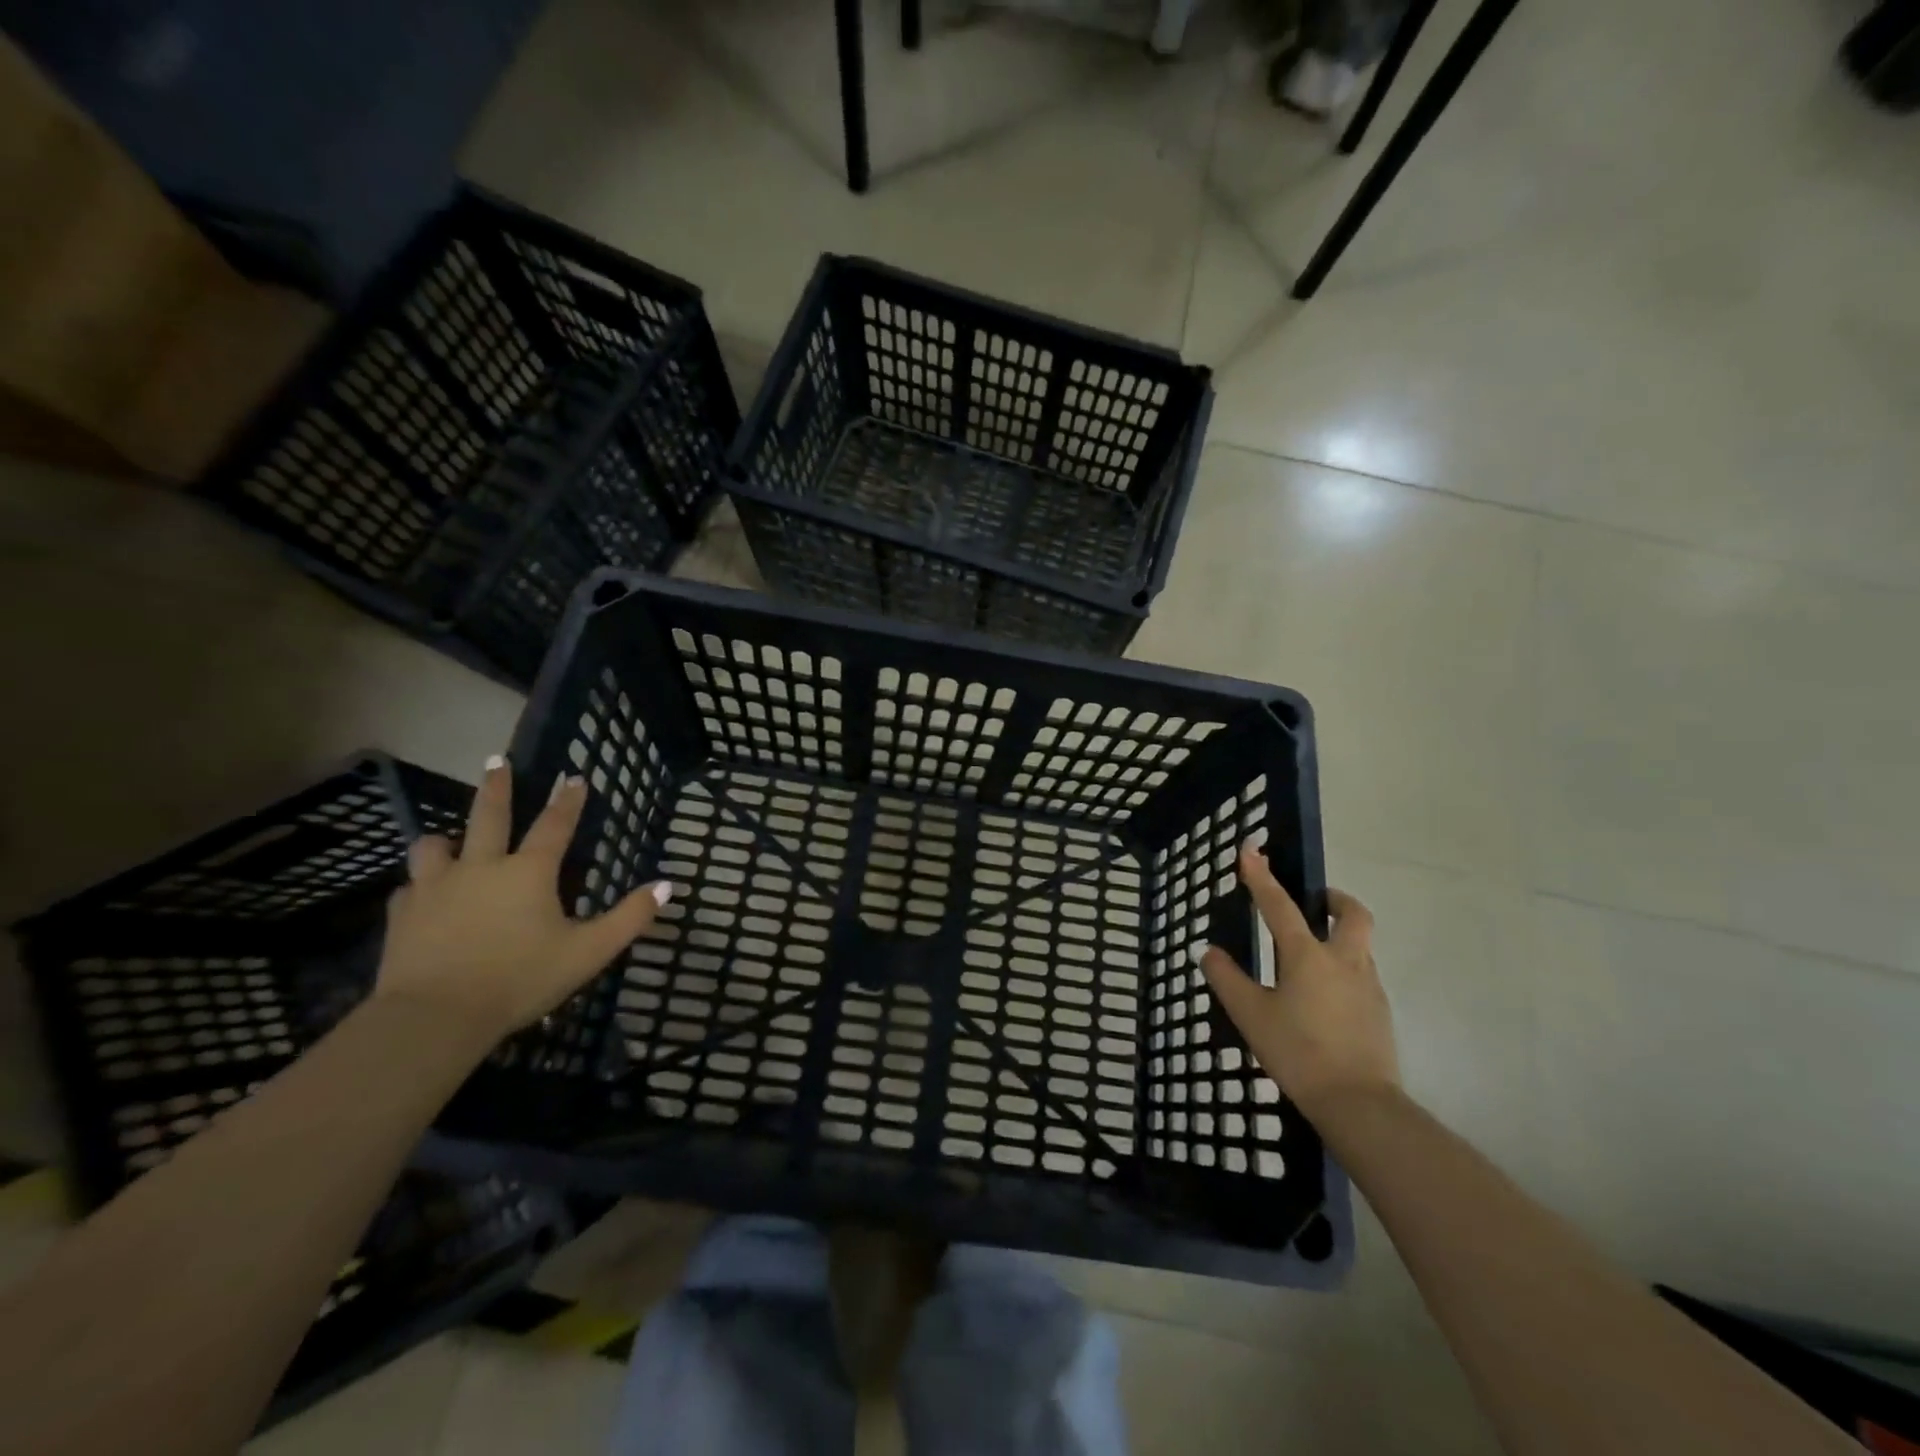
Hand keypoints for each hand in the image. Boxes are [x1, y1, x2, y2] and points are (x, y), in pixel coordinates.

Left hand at [373, 755, 670, 1050]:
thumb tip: (666, 885)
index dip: (568, 801)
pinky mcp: (403, 915)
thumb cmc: (520, 979)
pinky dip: (420, 886)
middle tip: (497, 761)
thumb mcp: (588, 953)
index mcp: (529, 872)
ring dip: (446, 839)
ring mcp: (435, 888)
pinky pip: (409, 889)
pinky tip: (421, 896)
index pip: (554, 825)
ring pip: (435, 846)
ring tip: (448, 838)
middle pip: (489, 816)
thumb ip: (629, 918)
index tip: (575, 777)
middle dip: (497, 786)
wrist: (435, 1017)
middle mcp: (481, 867)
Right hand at [1198, 844, 1397, 1120]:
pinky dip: (1344, 969)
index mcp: (1307, 956)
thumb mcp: (1251, 1016)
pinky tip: (1323, 996)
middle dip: (1334, 899)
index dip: (1261, 876)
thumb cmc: (1298, 1053)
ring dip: (1339, 935)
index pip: (1279, 905)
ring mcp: (1368, 986)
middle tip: (1314, 902)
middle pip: (1352, 914)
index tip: (1250, 849)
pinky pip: (1362, 974)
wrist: (1360, 1104)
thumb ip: (1227, 979)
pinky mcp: (1379, 1012)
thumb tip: (1210, 953)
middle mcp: (1344, 961)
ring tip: (1310, 956)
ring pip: (1359, 945)